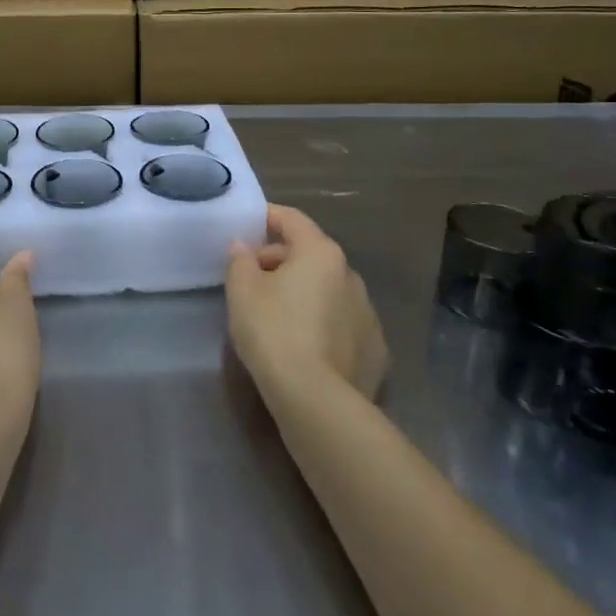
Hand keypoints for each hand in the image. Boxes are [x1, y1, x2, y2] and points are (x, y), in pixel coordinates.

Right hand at [226, 204, 388, 405]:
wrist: (316, 400)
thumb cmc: (273, 332)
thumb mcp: (242, 291)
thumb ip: (240, 261)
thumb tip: (244, 248)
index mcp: (320, 253)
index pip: (292, 220)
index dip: (269, 216)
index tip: (250, 222)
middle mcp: (350, 274)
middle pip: (311, 254)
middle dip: (281, 260)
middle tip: (252, 278)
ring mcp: (368, 312)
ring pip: (328, 289)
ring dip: (305, 292)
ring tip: (277, 314)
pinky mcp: (375, 348)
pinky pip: (342, 322)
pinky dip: (323, 322)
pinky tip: (305, 343)